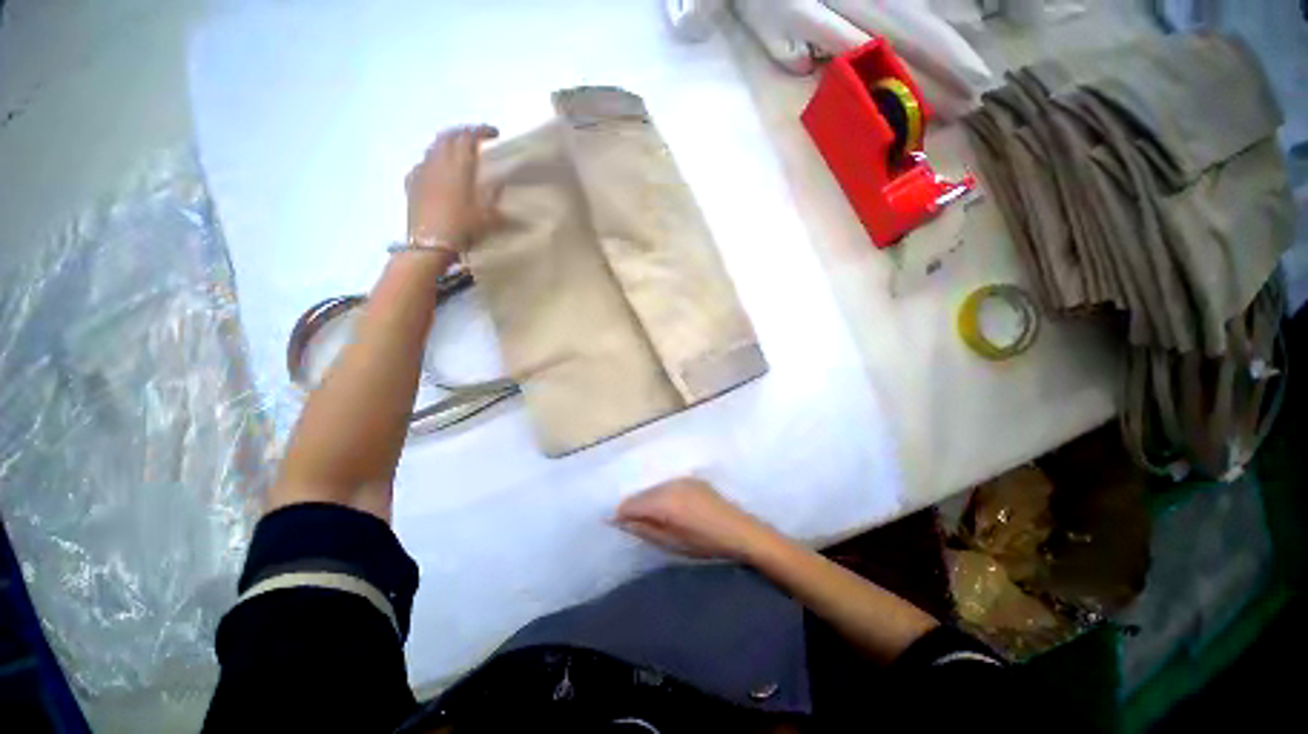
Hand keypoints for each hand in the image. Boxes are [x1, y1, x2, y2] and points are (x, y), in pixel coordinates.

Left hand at [406, 125, 499, 250]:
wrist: (430, 244)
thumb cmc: (463, 228)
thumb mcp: (488, 215)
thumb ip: (494, 194)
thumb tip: (501, 181)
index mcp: (458, 166)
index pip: (469, 137)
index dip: (482, 131)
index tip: (495, 133)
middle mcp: (438, 162)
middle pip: (448, 136)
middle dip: (463, 132)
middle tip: (475, 138)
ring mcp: (422, 171)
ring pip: (433, 147)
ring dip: (447, 144)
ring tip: (457, 151)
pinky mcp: (411, 183)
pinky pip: (422, 163)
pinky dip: (432, 160)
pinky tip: (436, 170)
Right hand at [615, 478, 773, 560]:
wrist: (740, 531)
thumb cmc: (704, 543)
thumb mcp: (670, 543)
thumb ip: (642, 529)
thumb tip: (619, 520)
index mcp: (664, 501)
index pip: (631, 503)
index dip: (622, 514)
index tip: (619, 526)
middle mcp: (670, 484)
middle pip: (642, 493)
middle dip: (635, 507)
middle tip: (637, 525)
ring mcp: (681, 479)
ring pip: (654, 488)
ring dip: (649, 501)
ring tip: (655, 519)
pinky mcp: (691, 478)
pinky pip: (668, 485)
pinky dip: (663, 495)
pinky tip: (671, 509)